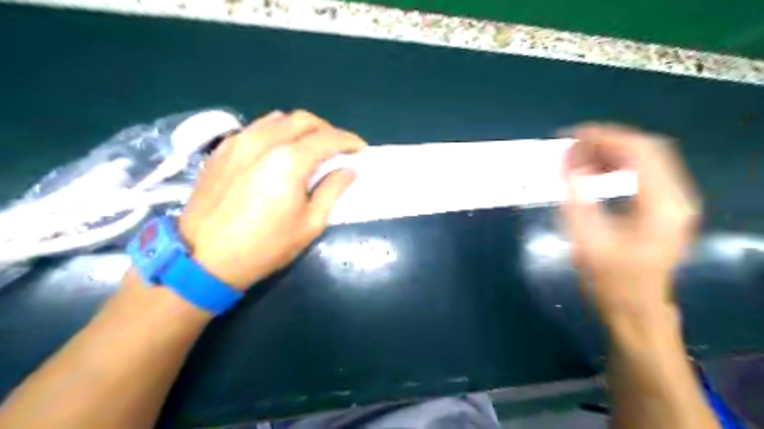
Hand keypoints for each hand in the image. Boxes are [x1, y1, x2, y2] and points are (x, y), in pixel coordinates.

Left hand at [181, 111, 368, 286]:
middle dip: (328, 130)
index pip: (328, 138)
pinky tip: (280, 150)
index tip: (361, 149)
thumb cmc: (265, 246)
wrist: (203, 259)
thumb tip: (348, 170)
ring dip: (302, 128)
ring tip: (311, 147)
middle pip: (304, 120)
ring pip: (279, 119)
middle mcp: (264, 141)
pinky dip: (277, 132)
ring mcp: (239, 141)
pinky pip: (256, 128)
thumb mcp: (310, 224)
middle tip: (338, 148)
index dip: (349, 141)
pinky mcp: (223, 149)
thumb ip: (333, 190)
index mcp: (289, 160)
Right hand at [560, 123, 697, 323]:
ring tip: (579, 158)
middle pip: (647, 148)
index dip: (604, 136)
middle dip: (606, 141)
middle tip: (572, 147)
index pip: (639, 150)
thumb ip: (576, 197)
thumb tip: (567, 163)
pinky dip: (619, 165)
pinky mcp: (666, 207)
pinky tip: (597, 172)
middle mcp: (677, 197)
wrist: (635, 308)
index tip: (571, 135)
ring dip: (611, 152)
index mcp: (661, 205)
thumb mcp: (586, 239)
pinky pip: (645, 172)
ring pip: (647, 158)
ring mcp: (675, 201)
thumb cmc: (610, 280)